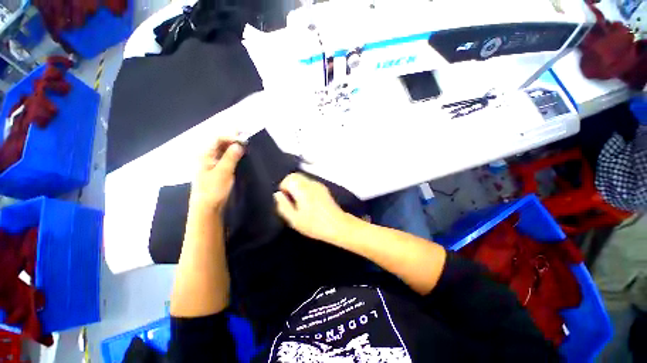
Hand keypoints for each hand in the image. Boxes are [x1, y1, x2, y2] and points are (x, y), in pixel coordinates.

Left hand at [190, 136, 243, 213]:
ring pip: (224, 151)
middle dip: (234, 141)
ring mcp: (212, 164)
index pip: (218, 139)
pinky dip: (234, 156)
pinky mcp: (218, 171)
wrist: (207, 208)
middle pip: (220, 143)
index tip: (245, 140)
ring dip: (235, 149)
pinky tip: (242, 158)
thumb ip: (231, 157)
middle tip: (248, 142)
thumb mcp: (223, 172)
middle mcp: (207, 157)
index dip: (231, 137)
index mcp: (205, 155)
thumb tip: (239, 144)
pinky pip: (226, 159)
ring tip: (247, 148)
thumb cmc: (213, 190)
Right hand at [273, 173, 351, 242]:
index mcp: (303, 189)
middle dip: (290, 186)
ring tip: (300, 203)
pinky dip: (305, 189)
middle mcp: (311, 183)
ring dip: (298, 188)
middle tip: (291, 201)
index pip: (289, 178)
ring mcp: (319, 185)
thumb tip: (277, 194)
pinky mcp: (324, 189)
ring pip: (303, 180)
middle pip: (296, 176)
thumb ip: (283, 205)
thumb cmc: (314, 224)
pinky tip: (309, 203)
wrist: (338, 225)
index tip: (286, 199)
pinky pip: (310, 184)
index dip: (284, 187)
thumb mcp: (294, 219)